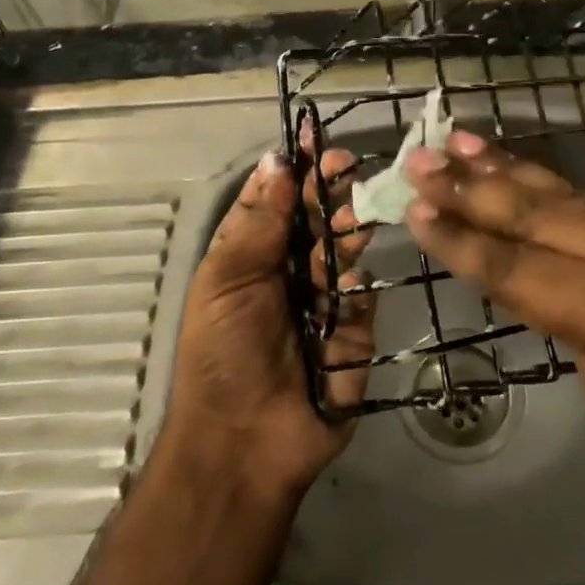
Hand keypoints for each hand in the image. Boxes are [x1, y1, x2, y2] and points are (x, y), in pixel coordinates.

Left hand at [160, 149, 375, 500]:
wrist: (243, 442)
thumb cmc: (222, 353)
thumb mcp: (227, 279)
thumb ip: (259, 221)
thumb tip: (277, 161)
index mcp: (251, 254)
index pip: (276, 200)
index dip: (293, 170)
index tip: (314, 141)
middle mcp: (289, 270)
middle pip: (315, 217)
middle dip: (328, 190)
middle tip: (346, 167)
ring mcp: (325, 299)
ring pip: (343, 248)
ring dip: (347, 226)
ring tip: (351, 215)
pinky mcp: (355, 330)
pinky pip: (361, 295)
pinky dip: (355, 284)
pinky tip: (346, 283)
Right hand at [402, 132, 584, 570]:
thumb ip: (576, 327)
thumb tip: (536, 281)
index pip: (523, 266)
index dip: (463, 240)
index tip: (415, 210)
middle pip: (547, 213)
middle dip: (478, 187)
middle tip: (423, 158)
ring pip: (583, 197)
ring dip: (520, 174)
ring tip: (465, 144)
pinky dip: (571, 198)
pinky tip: (535, 182)